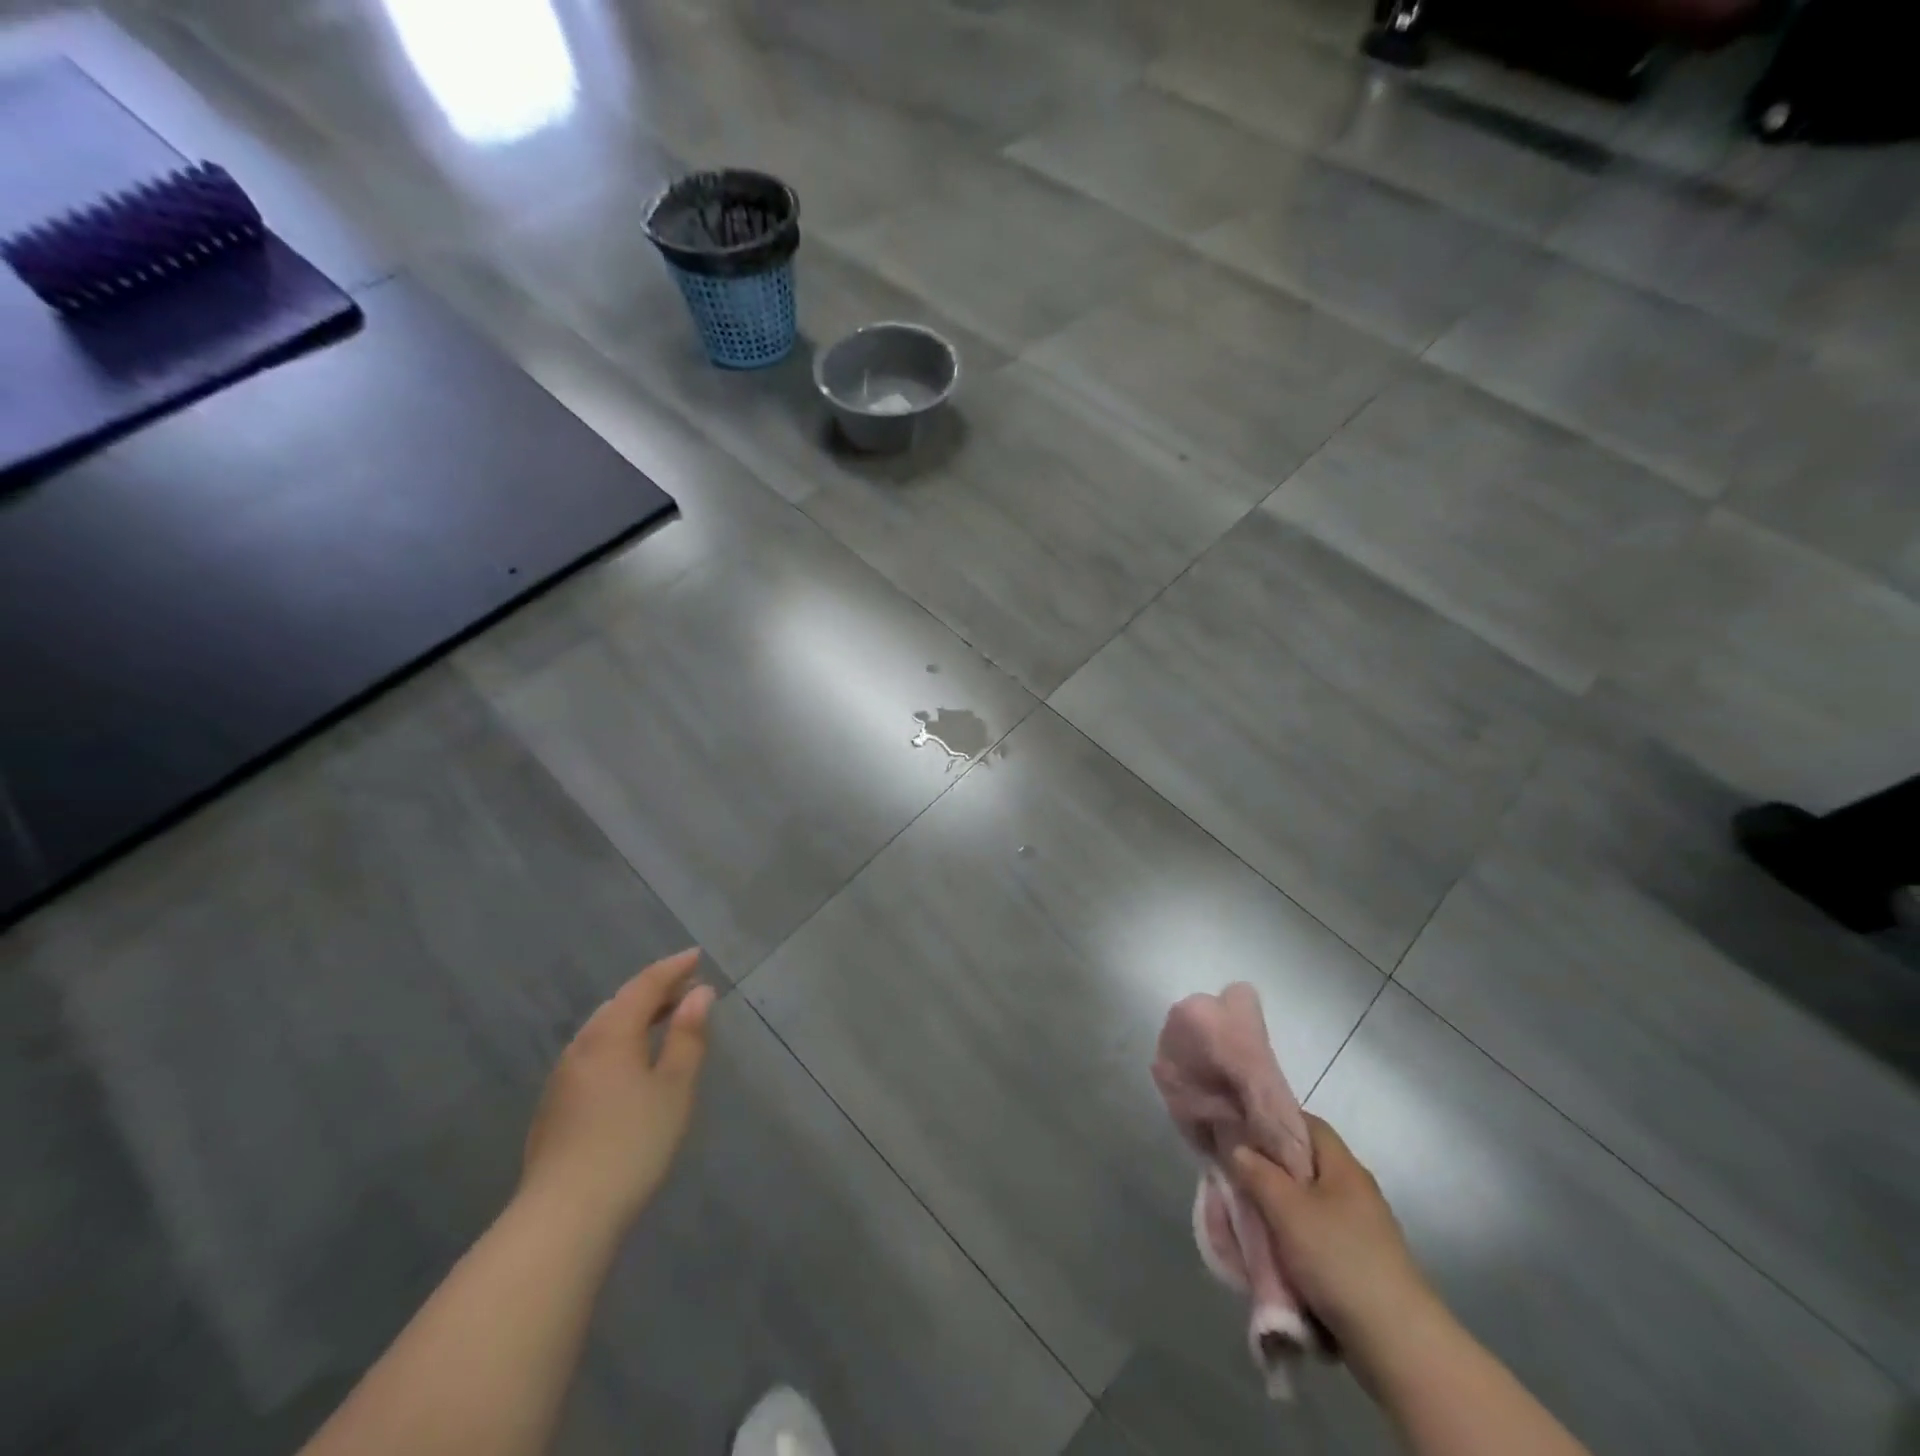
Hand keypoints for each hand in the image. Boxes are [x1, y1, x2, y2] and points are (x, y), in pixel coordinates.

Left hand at [522, 949, 715, 1230]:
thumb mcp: (674, 1088)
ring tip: (663, 1022)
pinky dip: (619, 1043)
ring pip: (602, 1030)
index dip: (672, 968)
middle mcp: (581, 1047)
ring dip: (634, 1017)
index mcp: (610, 1034)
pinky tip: (631, 1065)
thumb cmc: (631, 1144)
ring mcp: (562, 1079)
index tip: (696, 955)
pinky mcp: (555, 1108)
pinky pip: (593, 1055)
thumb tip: (700, 993)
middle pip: (619, 1004)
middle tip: (686, 988)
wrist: (563, 1217)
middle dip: (654, 991)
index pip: (644, 985)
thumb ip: (688, 1036)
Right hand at [1231, 1114, 1435, 1350]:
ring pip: (1309, 1204)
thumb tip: (1238, 1148)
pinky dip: (1296, 1240)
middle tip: (1236, 1175)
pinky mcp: (1361, 1264)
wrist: (1398, 1345)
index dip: (1273, 1120)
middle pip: (1306, 1165)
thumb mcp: (1287, 1209)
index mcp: (1344, 1167)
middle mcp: (1355, 1190)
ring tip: (1249, 1217)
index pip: (1307, 1123)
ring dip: (1280, 1209)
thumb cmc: (1339, 1259)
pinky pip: (1319, 1237)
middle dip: (1270, 1169)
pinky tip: (1276, 1253)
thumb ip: (1258, 1172)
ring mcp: (1362, 1229)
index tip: (1240, 1129)